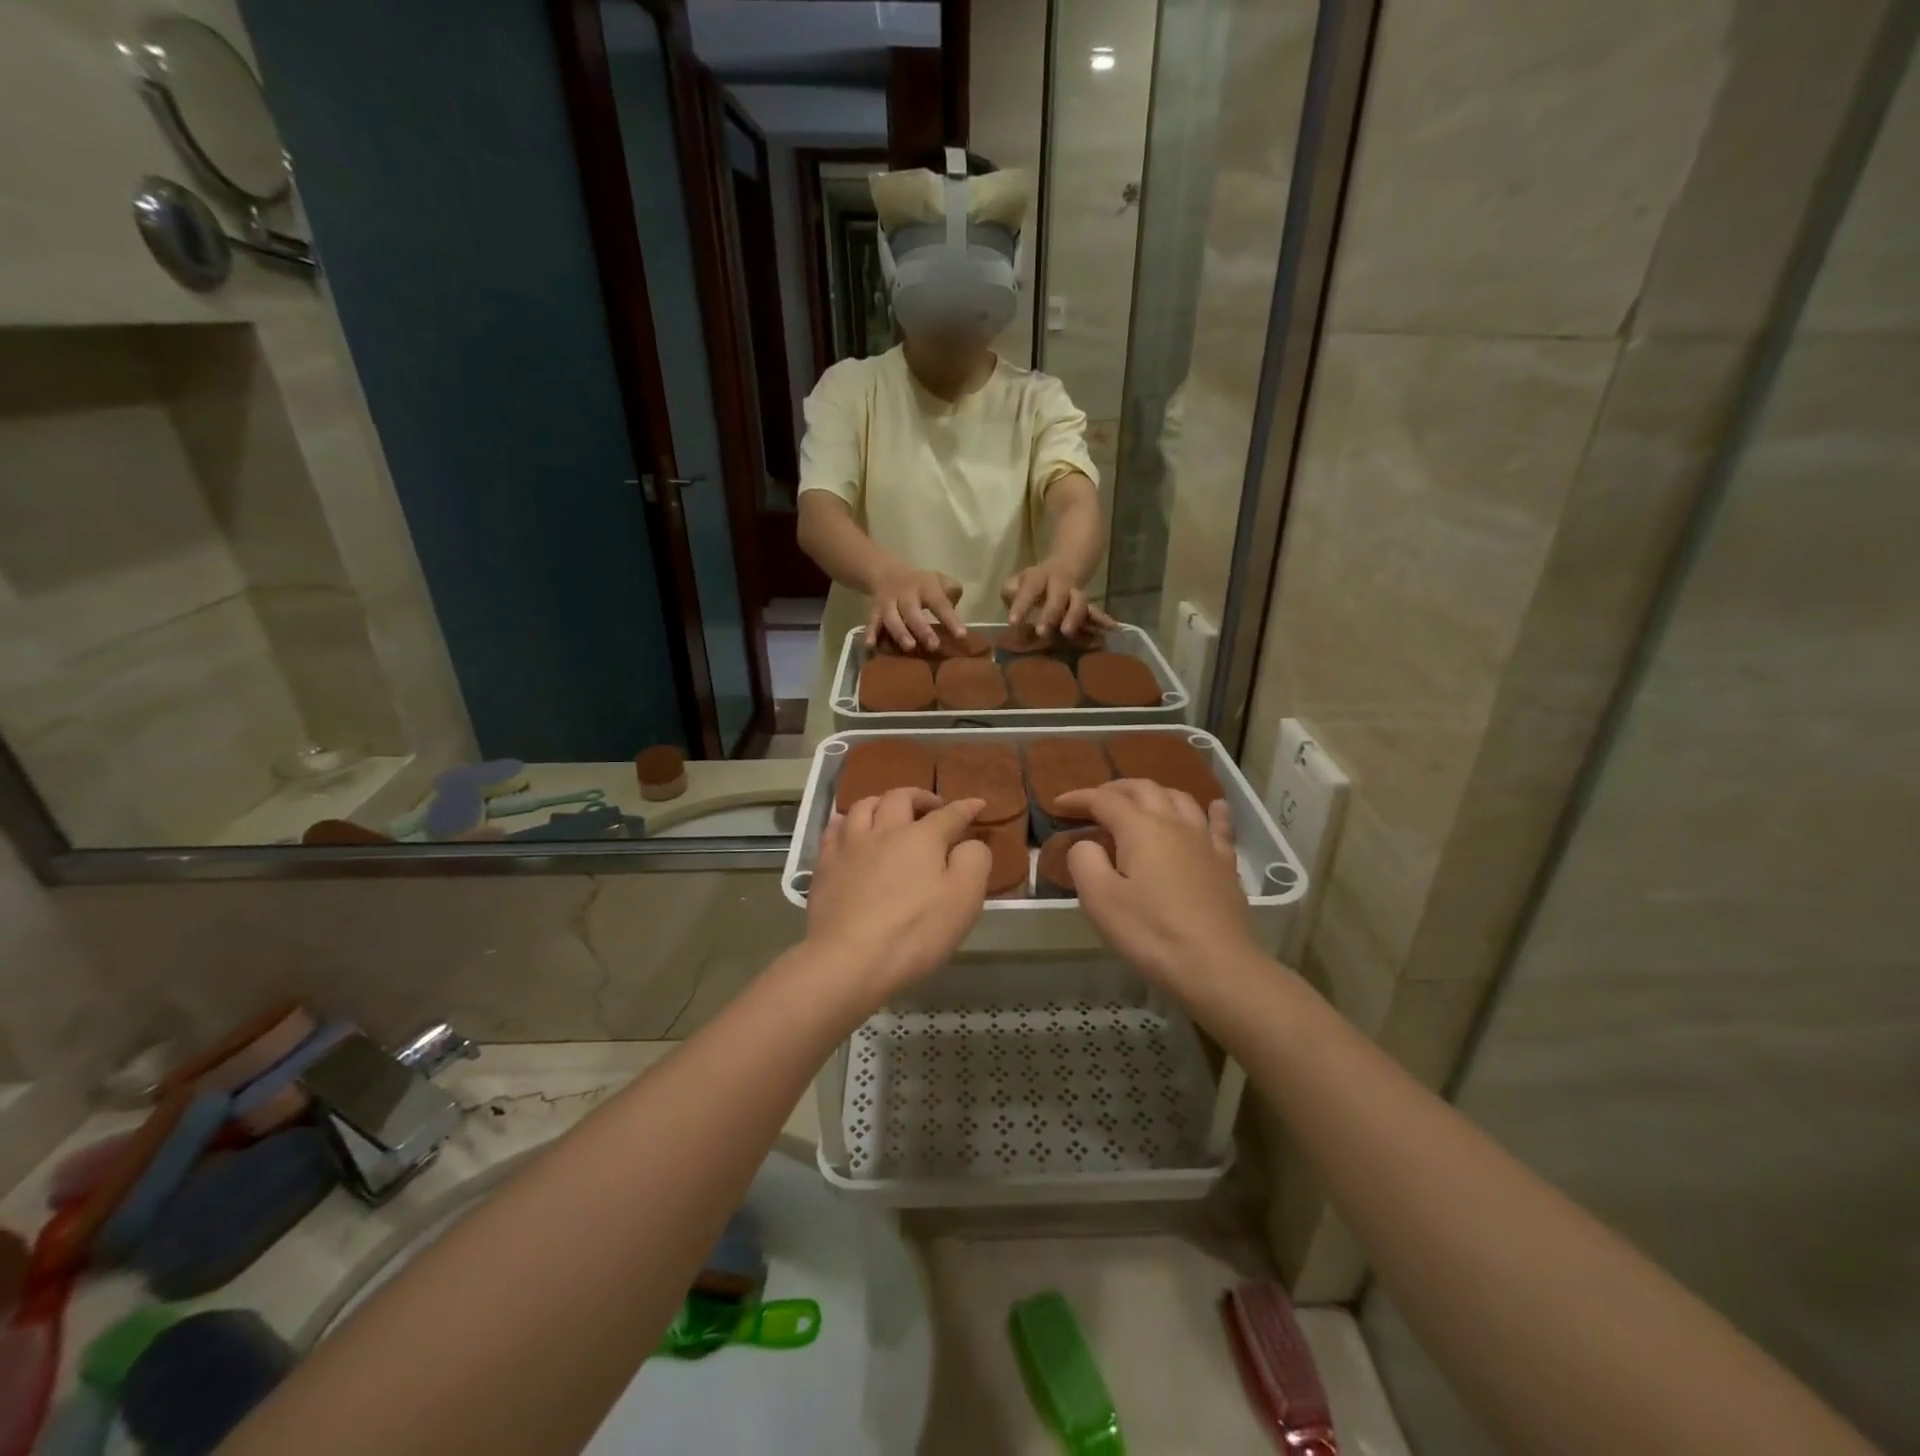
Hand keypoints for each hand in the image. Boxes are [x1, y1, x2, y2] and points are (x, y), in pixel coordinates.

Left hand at [806, 788, 990, 1000]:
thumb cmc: (915, 931)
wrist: (849, 959)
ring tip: (889, 812)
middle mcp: (884, 830)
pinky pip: (834, 829)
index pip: (950, 814)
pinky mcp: (824, 865)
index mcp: (922, 837)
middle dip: (920, 797)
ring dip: (881, 802)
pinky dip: (847, 822)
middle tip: (932, 807)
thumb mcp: (964, 899)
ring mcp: (850, 846)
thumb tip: (969, 843)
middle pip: (901, 798)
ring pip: (864, 806)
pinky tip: (849, 830)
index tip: (977, 804)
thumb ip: (974, 862)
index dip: (966, 808)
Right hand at [867, 568, 966, 651]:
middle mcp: (905, 595)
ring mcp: (888, 603)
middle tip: (933, 646)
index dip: (950, 619)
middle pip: (912, 611)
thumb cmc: (922, 585)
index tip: (961, 635)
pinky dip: (871, 633)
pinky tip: (871, 646)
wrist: (888, 573)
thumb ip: (951, 591)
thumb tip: (956, 606)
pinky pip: (872, 622)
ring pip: (891, 617)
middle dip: (922, 629)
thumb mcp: (940, 580)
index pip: (939, 603)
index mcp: (925, 587)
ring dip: (900, 632)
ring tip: (909, 647)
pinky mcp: (875, 611)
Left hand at [1001, 561, 1116, 639]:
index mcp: (1039, 577)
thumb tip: (1012, 604)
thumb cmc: (1033, 584)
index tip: (1013, 622)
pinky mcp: (1086, 606)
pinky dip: (1102, 620)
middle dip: (1051, 613)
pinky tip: (1113, 628)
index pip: (1030, 588)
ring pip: (1079, 602)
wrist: (1066, 567)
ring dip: (1074, 617)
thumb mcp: (1017, 583)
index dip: (1022, 604)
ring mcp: (1075, 594)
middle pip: (1058, 595)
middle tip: (1042, 632)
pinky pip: (1094, 613)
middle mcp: (1060, 584)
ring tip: (1068, 632)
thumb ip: (1012, 592)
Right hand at [1053, 780, 1255, 989]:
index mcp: (1140, 829)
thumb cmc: (1150, 933)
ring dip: (1155, 794)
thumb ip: (1084, 861)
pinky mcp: (1225, 864)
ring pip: (1179, 799)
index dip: (1079, 798)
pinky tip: (1214, 807)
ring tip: (1140, 802)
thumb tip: (1087, 843)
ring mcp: (1204, 842)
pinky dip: (1212, 811)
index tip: (1058, 804)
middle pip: (1143, 789)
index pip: (1104, 800)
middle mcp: (1174, 824)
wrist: (1216, 966)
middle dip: (1115, 789)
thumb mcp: (1099, 900)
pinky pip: (1219, 826)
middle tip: (1095, 801)